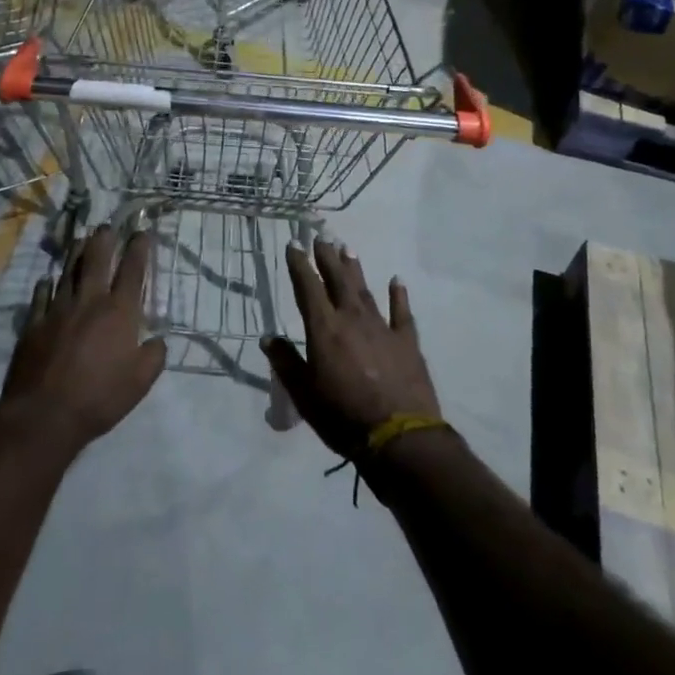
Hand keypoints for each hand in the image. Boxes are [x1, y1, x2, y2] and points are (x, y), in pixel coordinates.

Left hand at [0, 226, 165, 453]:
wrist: (45, 414)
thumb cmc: (99, 398)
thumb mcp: (140, 383)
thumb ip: (153, 357)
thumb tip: (157, 340)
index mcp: (119, 313)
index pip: (133, 271)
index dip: (139, 249)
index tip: (142, 232)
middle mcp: (89, 301)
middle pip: (96, 260)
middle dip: (104, 239)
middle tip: (107, 226)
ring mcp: (58, 309)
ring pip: (68, 271)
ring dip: (76, 253)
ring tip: (80, 238)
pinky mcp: (34, 323)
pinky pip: (41, 296)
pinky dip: (46, 285)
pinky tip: (47, 279)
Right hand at [263, 241, 439, 457]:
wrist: (398, 437)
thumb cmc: (342, 416)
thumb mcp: (303, 393)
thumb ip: (285, 362)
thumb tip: (267, 338)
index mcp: (324, 328)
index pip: (307, 287)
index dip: (299, 265)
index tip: (294, 245)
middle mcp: (352, 319)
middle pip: (337, 280)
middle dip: (327, 257)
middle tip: (321, 236)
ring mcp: (382, 328)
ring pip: (365, 290)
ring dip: (355, 269)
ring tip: (348, 249)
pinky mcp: (407, 342)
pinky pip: (402, 312)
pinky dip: (399, 295)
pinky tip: (397, 280)